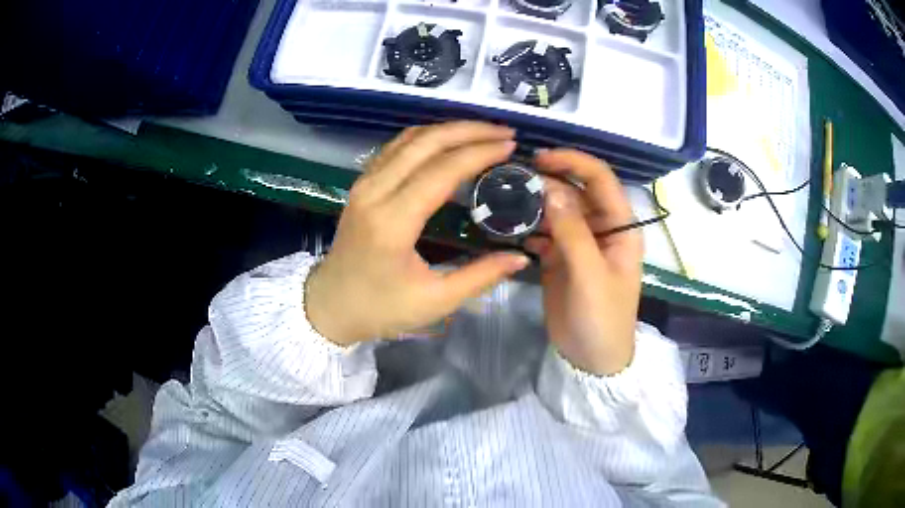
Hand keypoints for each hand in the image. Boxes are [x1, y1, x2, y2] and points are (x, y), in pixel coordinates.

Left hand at [306, 122, 529, 345]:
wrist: (330, 305)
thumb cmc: (381, 308)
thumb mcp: (435, 301)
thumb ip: (480, 276)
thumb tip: (521, 256)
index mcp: (393, 222)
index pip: (442, 171)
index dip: (479, 153)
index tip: (510, 146)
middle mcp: (375, 192)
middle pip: (426, 143)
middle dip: (469, 131)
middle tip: (504, 132)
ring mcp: (365, 183)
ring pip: (409, 139)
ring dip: (449, 129)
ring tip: (484, 132)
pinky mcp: (362, 184)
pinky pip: (397, 148)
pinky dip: (427, 137)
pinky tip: (449, 141)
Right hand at [524, 150, 642, 375]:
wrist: (591, 358)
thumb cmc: (602, 318)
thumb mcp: (591, 276)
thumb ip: (573, 233)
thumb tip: (550, 190)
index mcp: (620, 227)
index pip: (600, 180)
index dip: (574, 163)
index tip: (540, 159)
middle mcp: (600, 228)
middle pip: (575, 191)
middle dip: (548, 181)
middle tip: (512, 178)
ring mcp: (579, 242)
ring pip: (556, 210)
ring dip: (534, 203)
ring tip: (504, 197)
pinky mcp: (559, 257)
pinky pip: (543, 232)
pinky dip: (527, 227)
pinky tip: (509, 227)